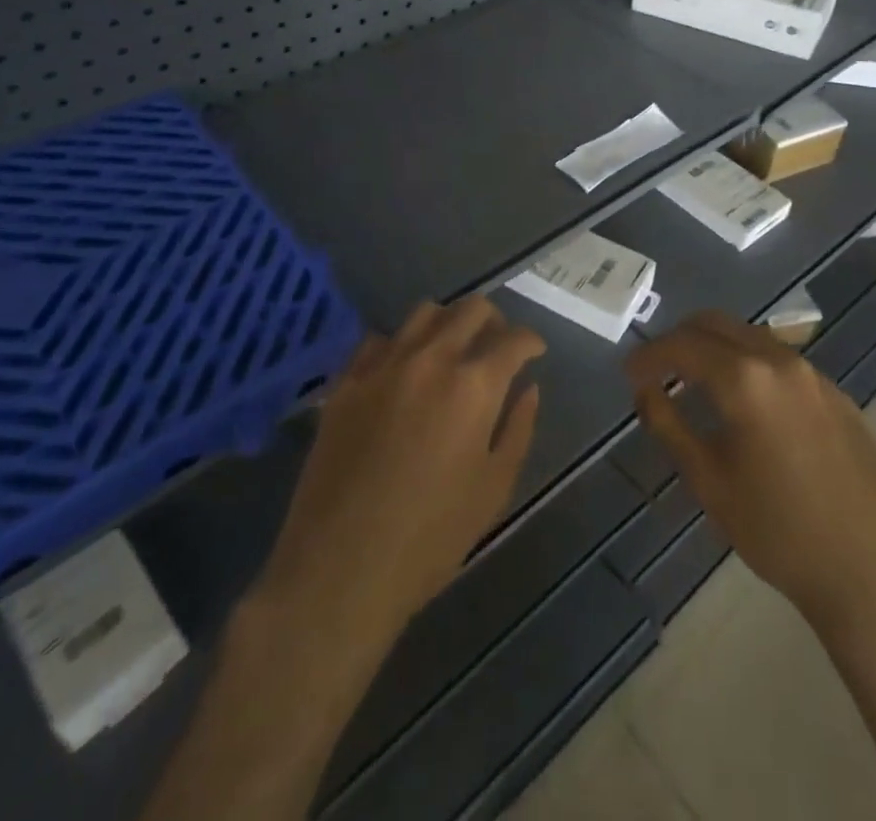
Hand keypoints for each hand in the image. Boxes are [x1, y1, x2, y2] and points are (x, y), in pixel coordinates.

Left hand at [257, 296, 544, 645]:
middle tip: (497, 345)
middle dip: (494, 320)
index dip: (531, 342)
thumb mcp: (493, 489)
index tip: (534, 352)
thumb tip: (529, 389)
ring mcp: (383, 365)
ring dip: (448, 322)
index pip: (513, 340)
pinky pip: (379, 340)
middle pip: (470, 309)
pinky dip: (401, 344)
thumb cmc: (431, 538)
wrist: (341, 567)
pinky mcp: (347, 381)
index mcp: (473, 386)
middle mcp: (431, 359)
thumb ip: (517, 429)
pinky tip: (403, 370)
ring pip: (424, 313)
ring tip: (452, 349)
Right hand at [625, 311, 875, 646]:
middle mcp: (780, 361)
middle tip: (658, 369)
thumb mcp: (708, 480)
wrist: (870, 576)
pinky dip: (750, 365)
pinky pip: (781, 361)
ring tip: (696, 383)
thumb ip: (668, 424)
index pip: (682, 345)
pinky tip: (746, 405)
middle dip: (680, 339)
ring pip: (751, 337)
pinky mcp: (838, 396)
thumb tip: (645, 390)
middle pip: (716, 323)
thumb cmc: (778, 531)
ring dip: (716, 348)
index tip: (629, 373)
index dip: (649, 355)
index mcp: (745, 379)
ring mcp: (815, 376)